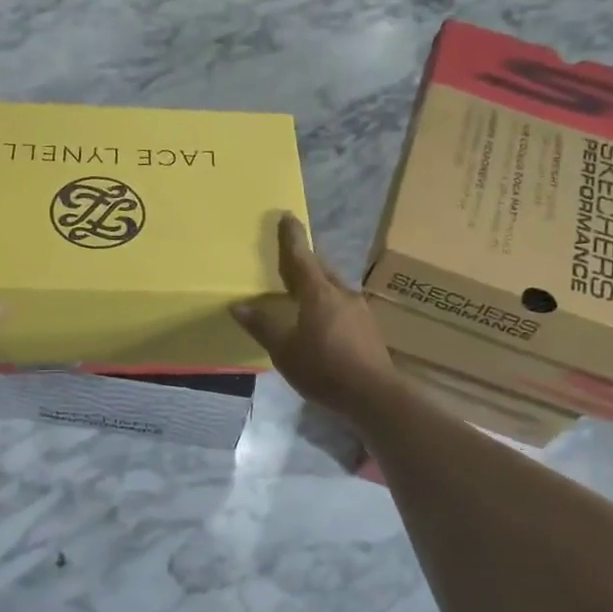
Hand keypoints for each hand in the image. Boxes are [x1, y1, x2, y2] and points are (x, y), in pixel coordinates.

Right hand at [232, 213, 398, 417]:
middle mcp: (341, 293)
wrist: (373, 394)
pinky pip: (342, 305)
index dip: (292, 237)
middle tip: (292, 256)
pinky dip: (328, 303)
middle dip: (306, 260)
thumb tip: (239, 306)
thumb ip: (263, 326)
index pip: (301, 257)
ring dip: (319, 283)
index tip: (287, 216)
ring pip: (334, 287)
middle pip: (321, 269)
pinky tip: (323, 319)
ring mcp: (359, 310)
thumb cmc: (324, 368)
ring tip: (304, 290)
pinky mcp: (368, 328)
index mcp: (318, 293)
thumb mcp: (284, 351)